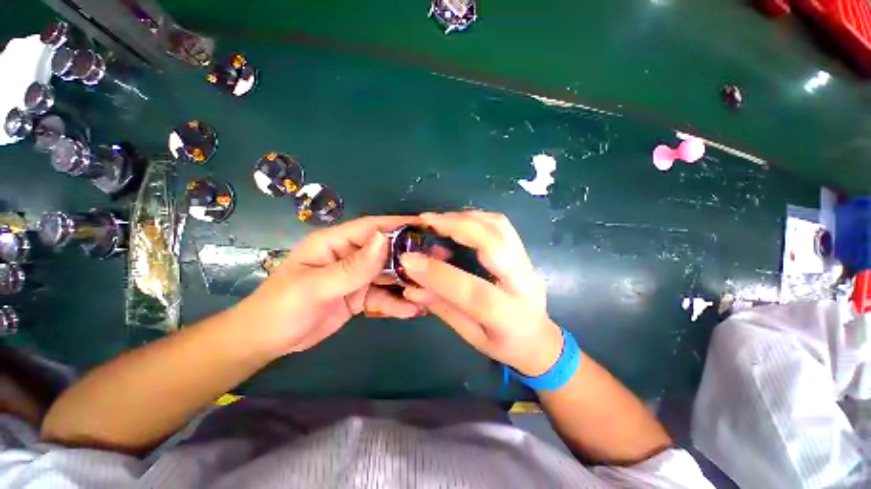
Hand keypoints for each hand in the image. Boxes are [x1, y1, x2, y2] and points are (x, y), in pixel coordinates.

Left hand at [234, 216, 422, 358]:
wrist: (268, 341)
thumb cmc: (282, 307)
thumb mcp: (315, 287)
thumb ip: (352, 266)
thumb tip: (385, 239)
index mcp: (335, 243)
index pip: (372, 228)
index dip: (398, 224)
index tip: (426, 226)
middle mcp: (349, 256)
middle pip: (386, 251)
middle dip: (411, 256)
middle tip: (438, 262)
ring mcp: (356, 277)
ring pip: (388, 275)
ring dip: (408, 282)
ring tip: (431, 290)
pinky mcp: (360, 296)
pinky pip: (383, 296)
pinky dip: (397, 303)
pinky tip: (412, 311)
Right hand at [400, 211, 562, 376]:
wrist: (540, 338)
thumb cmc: (504, 344)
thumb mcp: (471, 335)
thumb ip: (442, 307)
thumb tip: (411, 286)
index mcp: (508, 315)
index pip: (472, 291)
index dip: (438, 274)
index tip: (408, 260)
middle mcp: (523, 284)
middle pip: (494, 244)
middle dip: (457, 226)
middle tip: (427, 221)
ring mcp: (527, 264)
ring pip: (500, 227)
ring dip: (466, 217)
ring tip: (439, 220)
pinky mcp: (524, 253)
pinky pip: (502, 226)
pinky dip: (478, 217)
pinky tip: (459, 220)